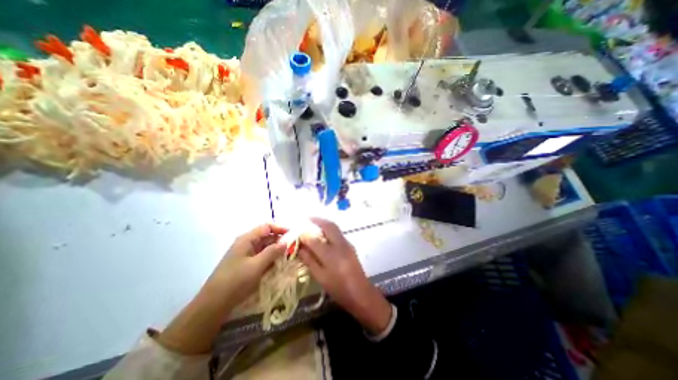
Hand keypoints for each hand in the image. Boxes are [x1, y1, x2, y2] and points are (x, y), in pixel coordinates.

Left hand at [157, 225, 284, 354]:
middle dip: (280, 240)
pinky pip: (262, 257)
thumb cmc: (236, 281)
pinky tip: (279, 264)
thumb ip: (272, 252)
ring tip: (289, 256)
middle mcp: (247, 244)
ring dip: (277, 250)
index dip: (280, 229)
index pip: (267, 227)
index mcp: (247, 239)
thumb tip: (286, 242)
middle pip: (267, 237)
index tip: (292, 235)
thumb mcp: (257, 265)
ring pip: (265, 247)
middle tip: (294, 247)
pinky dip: (271, 259)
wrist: (213, 304)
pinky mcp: (247, 264)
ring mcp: (246, 254)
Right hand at [297, 218, 391, 334]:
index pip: (314, 239)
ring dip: (323, 222)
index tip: (295, 232)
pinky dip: (329, 228)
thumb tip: (299, 247)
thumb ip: (309, 260)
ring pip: (334, 227)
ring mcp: (347, 243)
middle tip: (306, 218)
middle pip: (328, 226)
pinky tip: (323, 232)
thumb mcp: (320, 277)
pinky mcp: (350, 245)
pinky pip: (338, 232)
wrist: (361, 293)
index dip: (303, 234)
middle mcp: (340, 245)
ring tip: (313, 222)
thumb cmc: (338, 289)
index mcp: (331, 256)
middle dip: (317, 220)